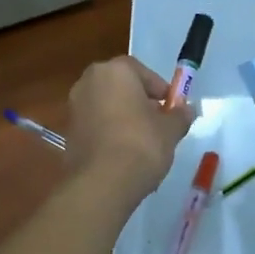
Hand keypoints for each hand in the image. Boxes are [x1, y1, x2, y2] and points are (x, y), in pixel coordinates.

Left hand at [66, 56, 191, 202]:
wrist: (102, 182)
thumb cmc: (141, 145)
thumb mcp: (170, 130)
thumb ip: (179, 115)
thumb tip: (186, 110)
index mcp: (114, 71)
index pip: (141, 71)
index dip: (160, 89)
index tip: (171, 108)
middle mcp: (89, 81)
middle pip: (120, 86)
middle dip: (139, 101)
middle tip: (157, 122)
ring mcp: (74, 106)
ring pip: (106, 106)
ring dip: (123, 117)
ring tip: (142, 141)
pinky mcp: (68, 131)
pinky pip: (95, 124)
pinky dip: (108, 132)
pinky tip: (123, 153)